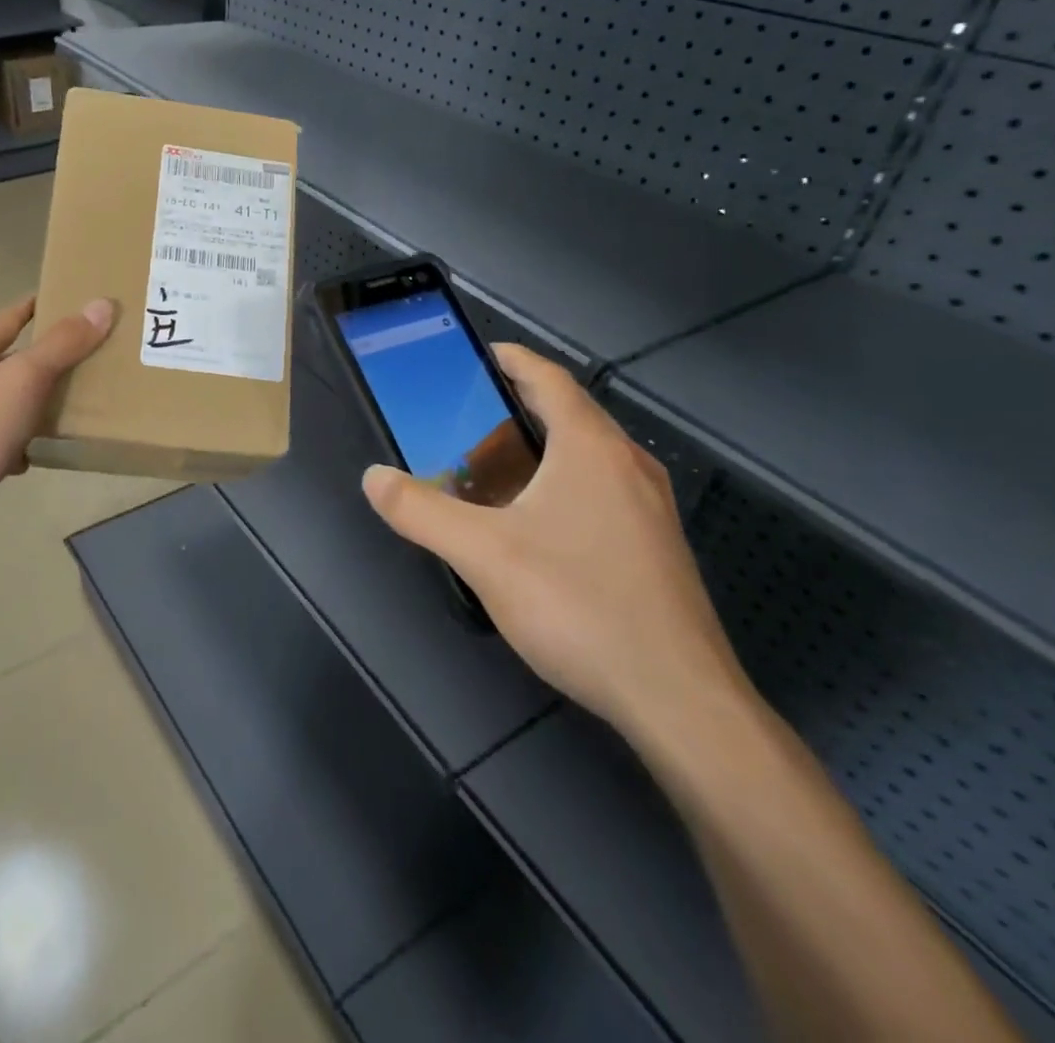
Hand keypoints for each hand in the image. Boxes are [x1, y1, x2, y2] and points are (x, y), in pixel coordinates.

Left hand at [0, 294, 114, 528]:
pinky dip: (17, 441)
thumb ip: (63, 344)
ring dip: (32, 402)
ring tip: (68, 407)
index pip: (9, 318)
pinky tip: (32, 456)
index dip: (37, 306)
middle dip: (43, 359)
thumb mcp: (24, 380)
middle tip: (85, 357)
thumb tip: (102, 304)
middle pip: (8, 359)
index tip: (67, 299)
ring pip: (4, 400)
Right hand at [361, 346, 748, 747]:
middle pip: (570, 414)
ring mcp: (650, 509)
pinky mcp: (655, 548)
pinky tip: (532, 525)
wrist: (679, 700)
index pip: (549, 379)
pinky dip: (560, 485)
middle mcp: (629, 466)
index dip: (513, 359)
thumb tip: (374, 478)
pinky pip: (601, 491)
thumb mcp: (483, 555)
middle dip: (517, 407)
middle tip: (464, 419)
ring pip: (587, 457)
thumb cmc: (579, 605)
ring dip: (539, 449)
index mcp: (592, 448)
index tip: (477, 355)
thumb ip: (420, 512)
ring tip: (489, 469)